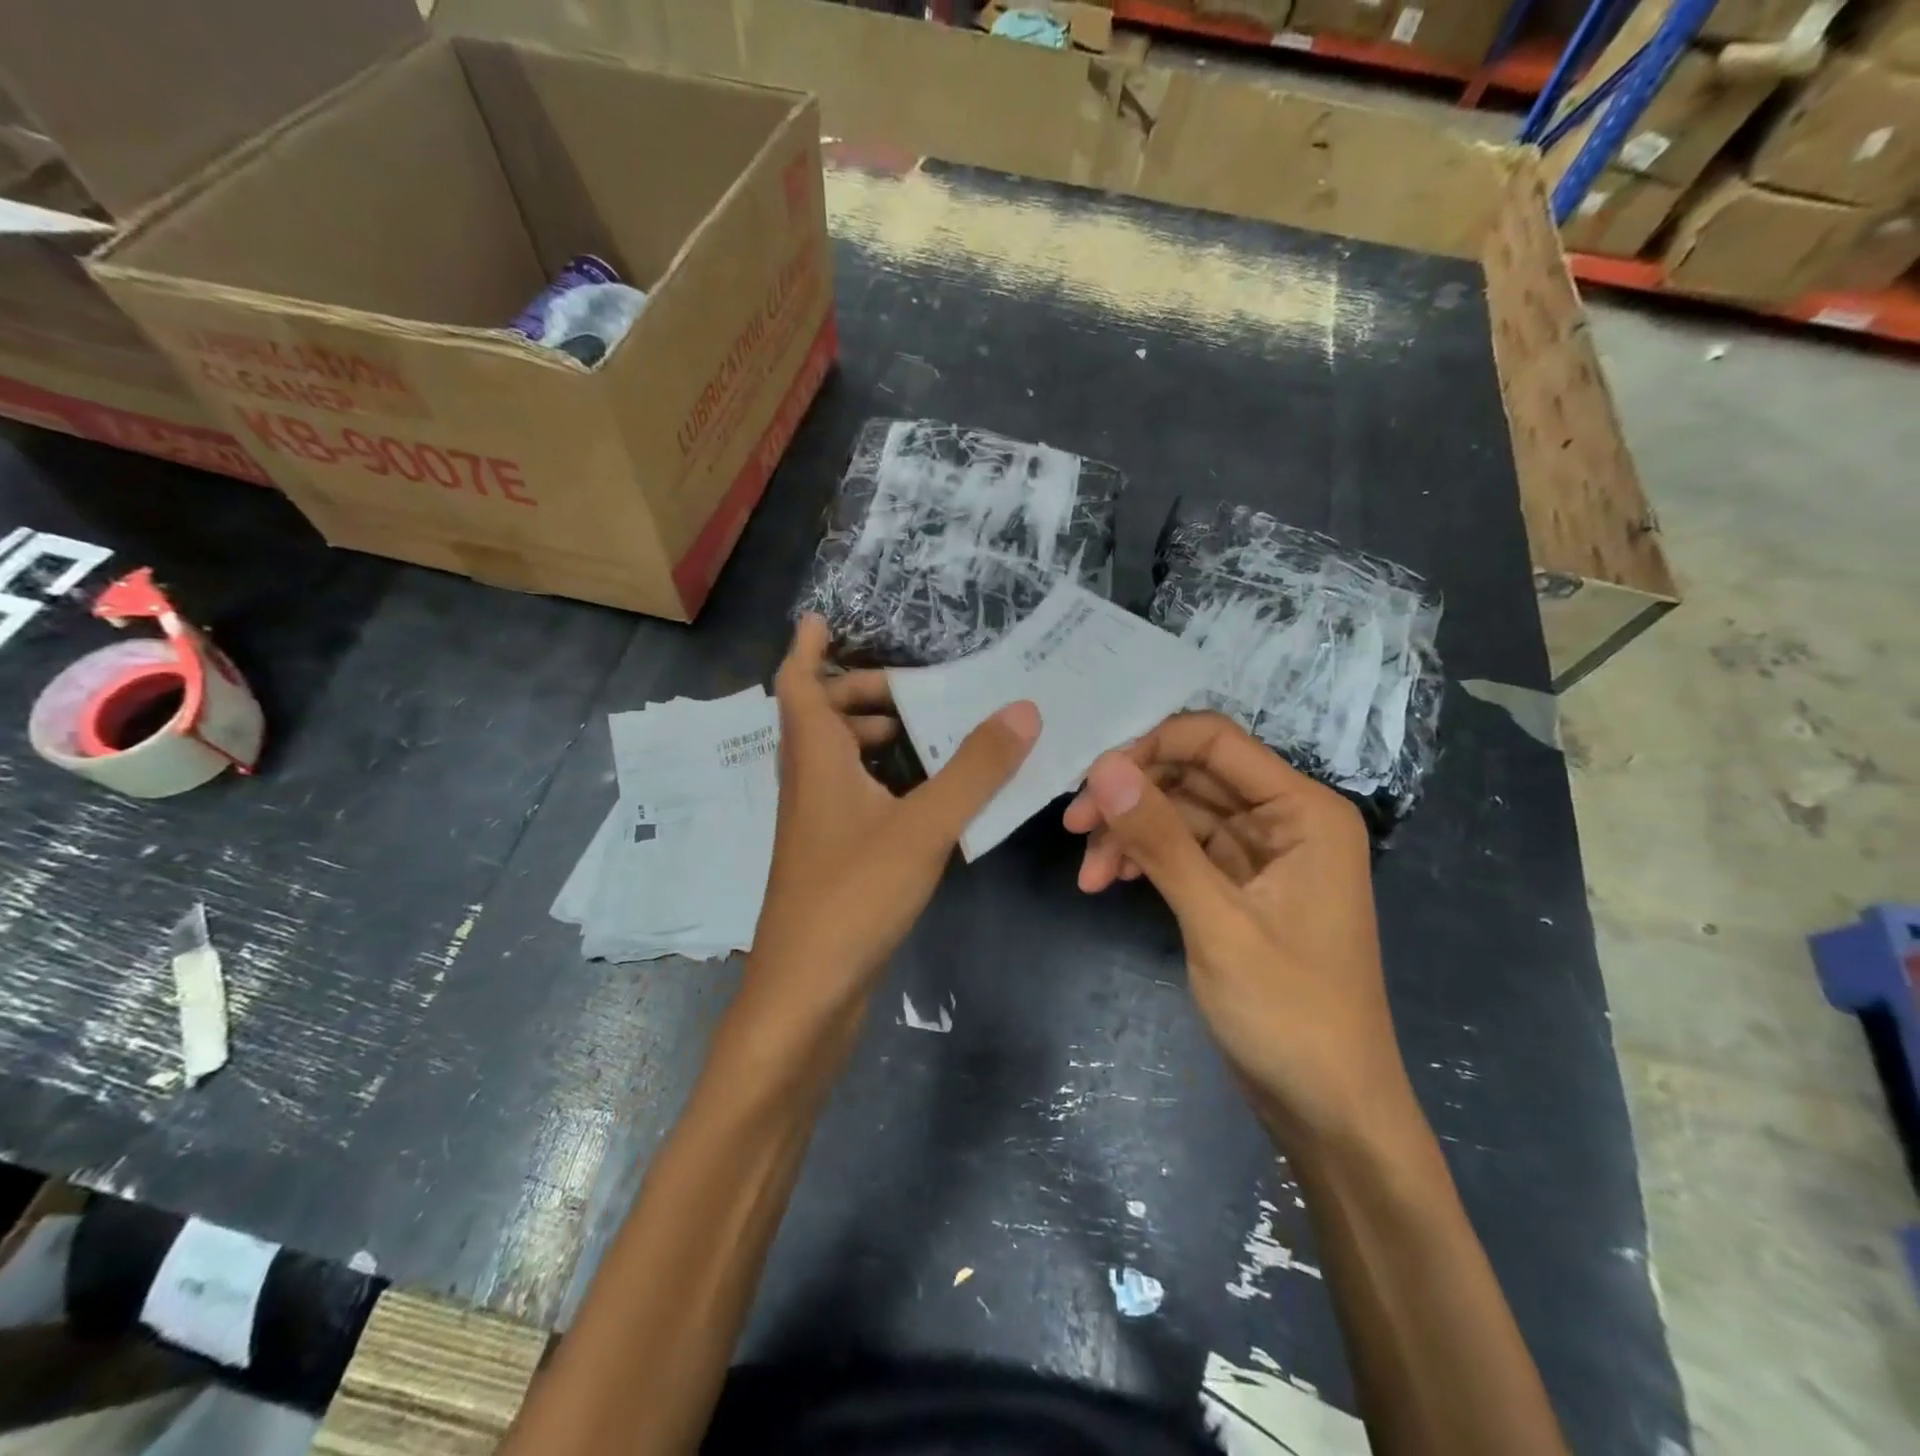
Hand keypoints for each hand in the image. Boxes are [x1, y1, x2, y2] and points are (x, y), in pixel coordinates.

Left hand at [748, 616, 1039, 1014]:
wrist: (807, 993)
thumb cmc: (853, 897)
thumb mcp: (922, 827)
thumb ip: (974, 770)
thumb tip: (1022, 708)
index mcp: (815, 760)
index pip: (796, 683)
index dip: (807, 647)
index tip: (824, 618)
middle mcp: (808, 784)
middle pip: (819, 718)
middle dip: (858, 692)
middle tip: (911, 686)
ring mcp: (818, 824)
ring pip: (836, 759)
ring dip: (870, 735)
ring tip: (924, 729)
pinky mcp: (832, 857)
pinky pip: (854, 796)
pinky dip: (882, 778)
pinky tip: (924, 794)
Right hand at [1062, 712, 1411, 1141]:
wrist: (1329, 1112)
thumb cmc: (1289, 1015)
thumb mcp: (1218, 923)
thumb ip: (1161, 841)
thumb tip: (1104, 767)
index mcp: (1303, 811)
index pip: (1215, 741)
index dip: (1149, 748)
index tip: (1092, 784)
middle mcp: (1284, 820)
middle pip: (1191, 775)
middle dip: (1131, 797)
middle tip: (1075, 828)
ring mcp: (1259, 855)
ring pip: (1178, 814)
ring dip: (1130, 835)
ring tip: (1089, 877)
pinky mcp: (1237, 887)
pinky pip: (1182, 851)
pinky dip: (1145, 861)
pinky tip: (1111, 883)